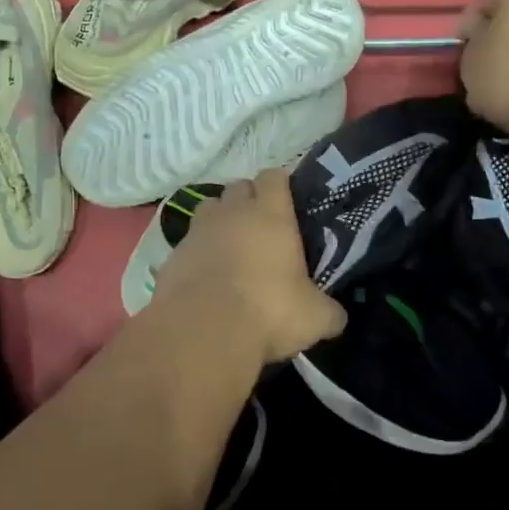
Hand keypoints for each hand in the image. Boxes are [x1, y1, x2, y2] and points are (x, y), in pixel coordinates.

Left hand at [153, 169, 346, 363]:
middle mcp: (232, 213)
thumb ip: (329, 312)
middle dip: (249, 200)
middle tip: (262, 227)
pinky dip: (198, 253)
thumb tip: (336, 317)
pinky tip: (207, 277)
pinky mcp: (172, 256)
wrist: (203, 333)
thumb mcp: (315, 318)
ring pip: (209, 209)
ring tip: (231, 247)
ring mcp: (197, 232)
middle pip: (239, 187)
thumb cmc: (269, 312)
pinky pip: (188, 244)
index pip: (274, 177)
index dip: (281, 184)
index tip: (289, 201)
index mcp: (270, 215)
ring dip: (220, 220)